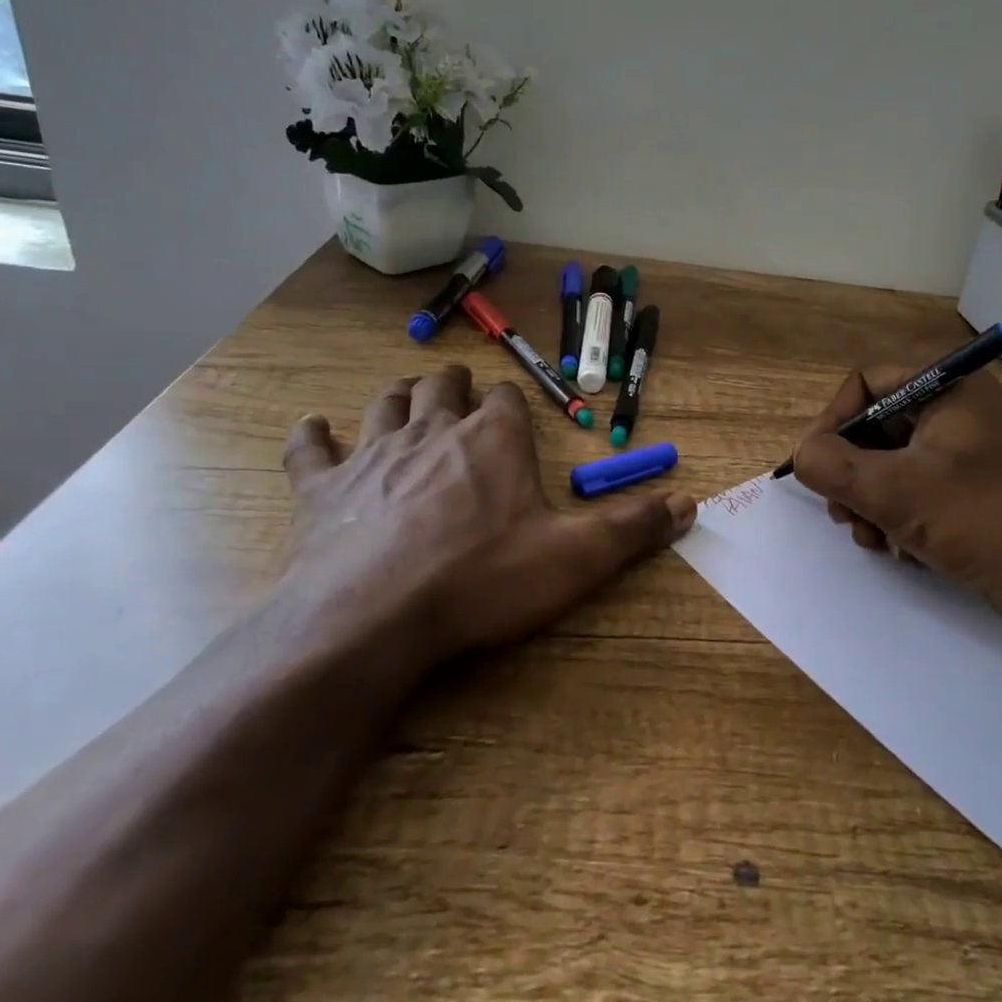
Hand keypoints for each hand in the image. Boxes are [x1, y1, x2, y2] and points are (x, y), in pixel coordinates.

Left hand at [280, 365, 695, 670]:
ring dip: (398, 397)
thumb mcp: (575, 559)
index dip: (508, 404)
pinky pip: (311, 449)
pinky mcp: (322, 489)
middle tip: (457, 390)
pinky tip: (313, 427)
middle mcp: (434, 431)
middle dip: (452, 385)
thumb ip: (633, 528)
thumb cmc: (482, 579)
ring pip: (385, 404)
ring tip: (406, 395)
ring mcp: (373, 455)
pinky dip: (312, 435)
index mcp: (493, 440)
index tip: (510, 414)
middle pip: (441, 389)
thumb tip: (690, 503)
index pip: (505, 401)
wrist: (375, 616)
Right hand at [788, 366, 1001, 633]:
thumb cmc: (979, 520)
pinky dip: (894, 512)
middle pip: (874, 424)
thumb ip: (833, 466)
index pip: (866, 381)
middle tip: (842, 512)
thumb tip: (801, 455)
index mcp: (948, 385)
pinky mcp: (967, 482)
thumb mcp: (894, 492)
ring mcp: (963, 445)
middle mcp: (955, 405)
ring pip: (888, 459)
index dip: (834, 420)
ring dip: (868, 499)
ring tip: (870, 537)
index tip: (816, 465)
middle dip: (850, 472)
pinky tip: (896, 547)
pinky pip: (911, 483)